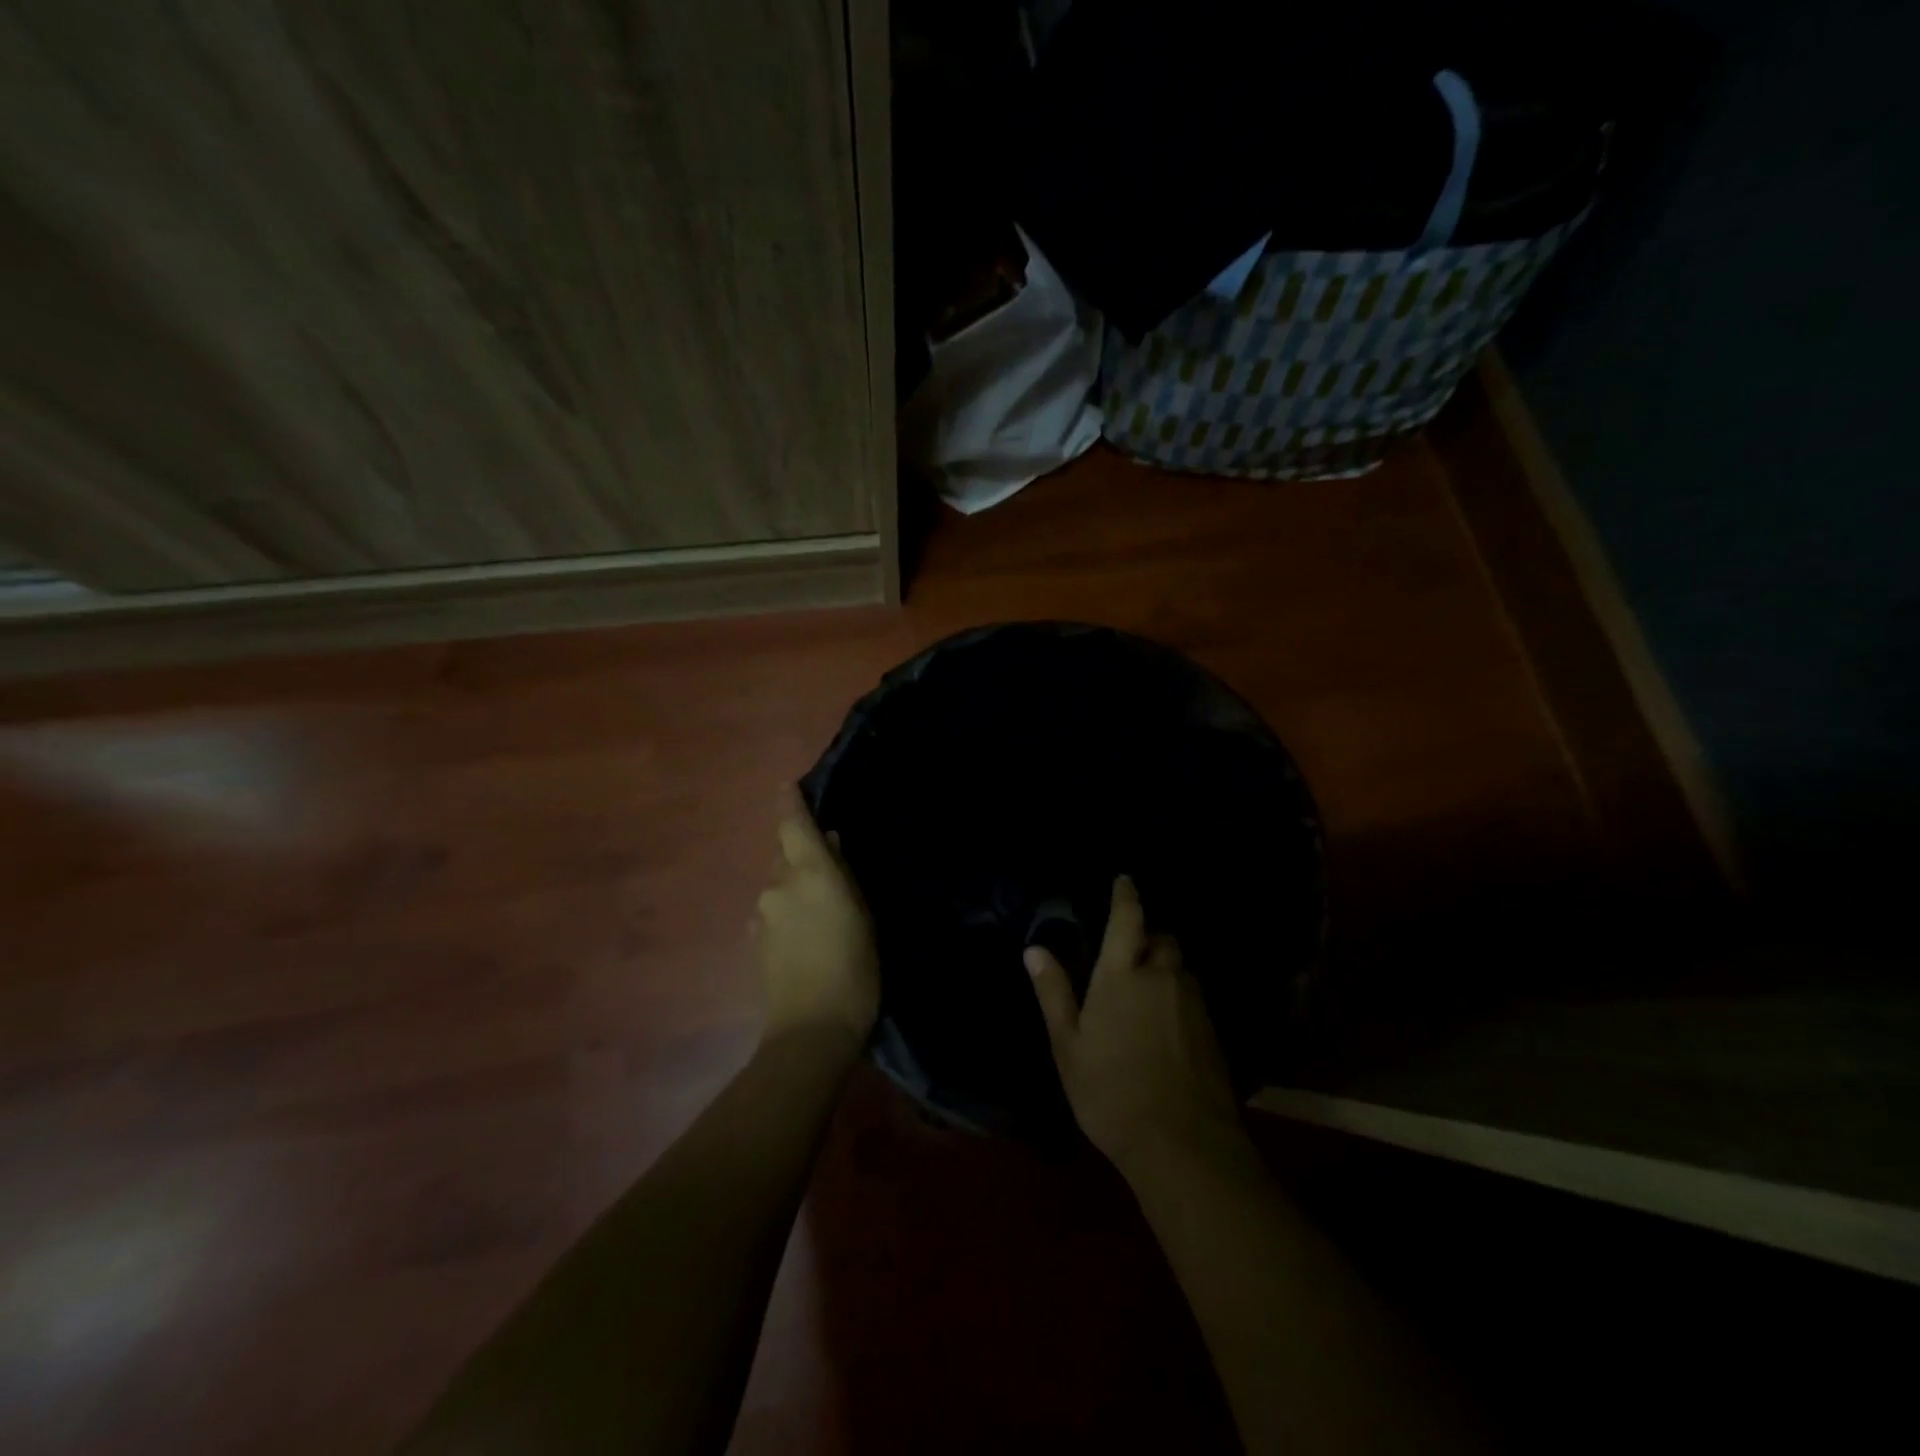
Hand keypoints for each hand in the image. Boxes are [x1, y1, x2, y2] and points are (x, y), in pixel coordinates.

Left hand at [755, 795, 879, 1047]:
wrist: (810, 1030)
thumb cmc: (854, 970)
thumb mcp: (863, 918)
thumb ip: (843, 875)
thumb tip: (831, 843)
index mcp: (810, 874)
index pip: (793, 826)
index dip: (789, 803)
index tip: (787, 784)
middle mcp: (778, 886)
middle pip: (784, 855)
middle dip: (800, 853)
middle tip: (827, 864)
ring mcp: (762, 914)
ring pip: (778, 884)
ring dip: (794, 885)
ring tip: (821, 908)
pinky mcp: (755, 941)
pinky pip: (772, 910)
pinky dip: (787, 910)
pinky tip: (806, 933)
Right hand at [1025, 876, 1242, 1172]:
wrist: (1183, 1144)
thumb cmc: (1111, 1091)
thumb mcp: (1068, 1045)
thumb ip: (1054, 992)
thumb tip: (1034, 949)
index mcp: (1122, 974)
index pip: (1127, 918)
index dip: (1126, 895)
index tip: (1124, 879)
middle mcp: (1162, 976)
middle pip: (1161, 939)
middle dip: (1147, 937)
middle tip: (1127, 955)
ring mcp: (1192, 1002)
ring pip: (1180, 967)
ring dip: (1164, 967)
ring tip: (1145, 992)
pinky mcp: (1212, 1028)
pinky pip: (1193, 994)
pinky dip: (1178, 994)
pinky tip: (1165, 1024)